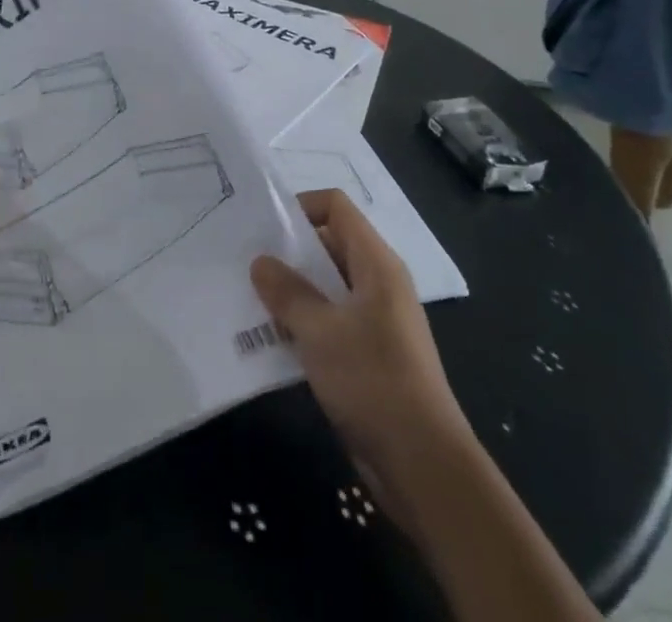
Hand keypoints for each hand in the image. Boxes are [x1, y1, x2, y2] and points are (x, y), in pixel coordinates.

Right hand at [251, 191, 471, 516]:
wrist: (423, 465)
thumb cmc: (373, 381)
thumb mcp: (320, 331)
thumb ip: (288, 292)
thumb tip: (260, 261)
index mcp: (376, 263)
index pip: (336, 206)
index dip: (301, 206)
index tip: (265, 227)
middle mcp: (379, 282)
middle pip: (330, 244)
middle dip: (289, 252)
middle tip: (247, 263)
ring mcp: (376, 320)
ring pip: (328, 287)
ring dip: (293, 292)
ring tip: (252, 301)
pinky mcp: (370, 355)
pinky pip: (331, 322)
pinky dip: (304, 324)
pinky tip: (272, 340)